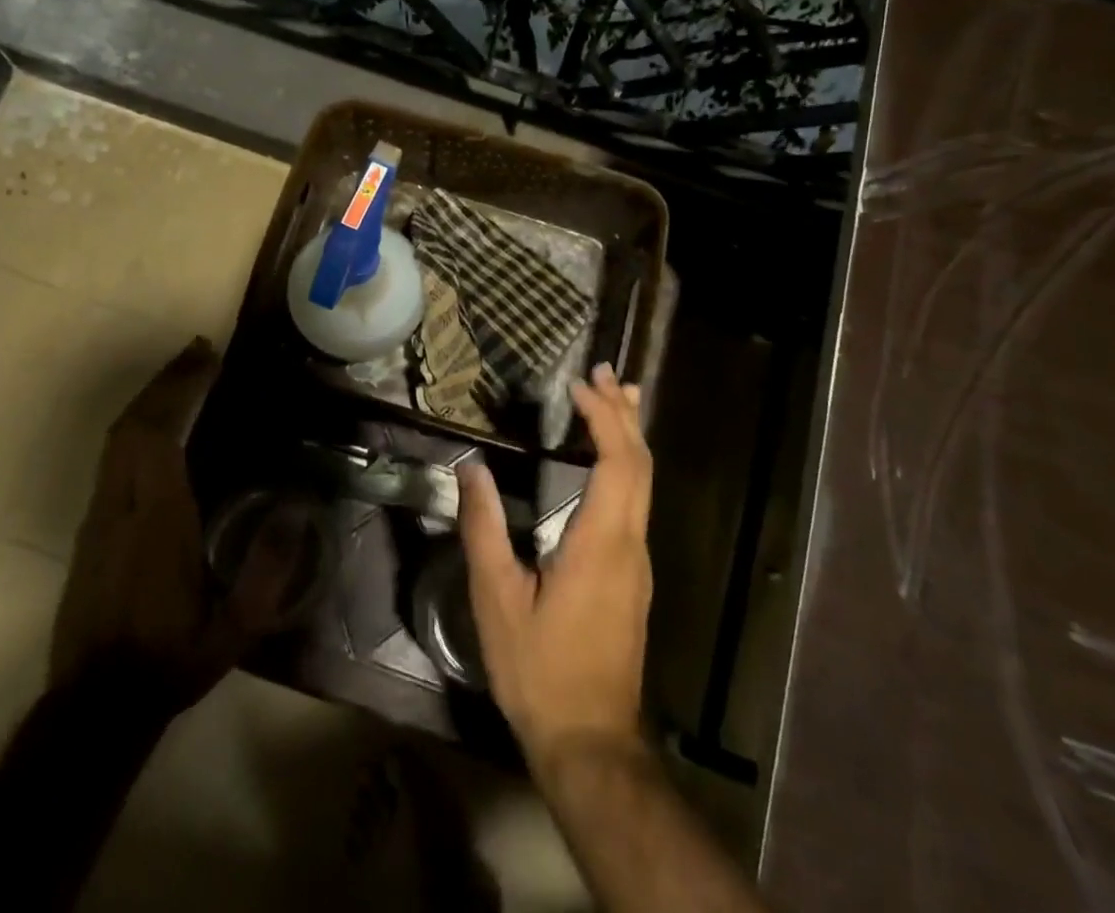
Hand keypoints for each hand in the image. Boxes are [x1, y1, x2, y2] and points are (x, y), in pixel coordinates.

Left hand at [50, 338, 293, 714]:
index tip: (207, 359)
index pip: (158, 437)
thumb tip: (298, 508)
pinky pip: (111, 457)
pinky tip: (159, 421)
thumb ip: (267, 571)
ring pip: (115, 438)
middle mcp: (120, 508)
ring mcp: (98, 516)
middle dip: (164, 381)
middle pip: (132, 425)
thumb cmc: (171, 659)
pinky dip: (136, 424)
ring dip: (148, 398)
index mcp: (156, 523)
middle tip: (199, 351)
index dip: (179, 391)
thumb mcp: (235, 629)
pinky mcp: (89, 528)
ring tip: (183, 373)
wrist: (93, 705)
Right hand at [457, 364, 651, 776]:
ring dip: (629, 434)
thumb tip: (470, 470)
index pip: (618, 461)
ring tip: (615, 396)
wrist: (592, 742)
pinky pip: (638, 500)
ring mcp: (638, 561)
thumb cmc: (540, 670)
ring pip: (645, 481)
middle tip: (602, 371)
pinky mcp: (634, 575)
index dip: (603, 417)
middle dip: (623, 412)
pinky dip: (627, 463)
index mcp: (602, 542)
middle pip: (640, 463)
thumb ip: (484, 530)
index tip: (579, 385)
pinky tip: (610, 458)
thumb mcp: (498, 600)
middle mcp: (631, 543)